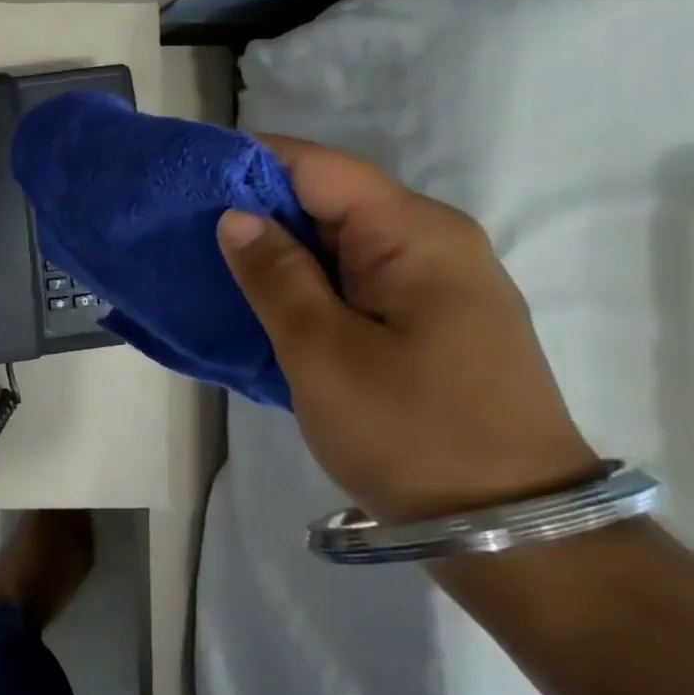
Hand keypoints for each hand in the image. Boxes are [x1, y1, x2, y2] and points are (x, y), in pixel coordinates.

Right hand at [217, 136, 600, 522]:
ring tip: (205, 261)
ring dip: (274, 248)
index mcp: (413, 234)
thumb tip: (233, 215)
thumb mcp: (323, 351)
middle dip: (254, 207)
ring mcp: (429, 282)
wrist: (513, 530)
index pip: (317, 167)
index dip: (248, 164)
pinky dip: (299, 281)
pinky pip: (348, 277)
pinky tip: (255, 299)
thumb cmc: (412, 432)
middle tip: (181, 228)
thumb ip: (274, 275)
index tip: (185, 179)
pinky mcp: (422, 318)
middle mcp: (428, 242)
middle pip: (325, 198)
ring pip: (333, 240)